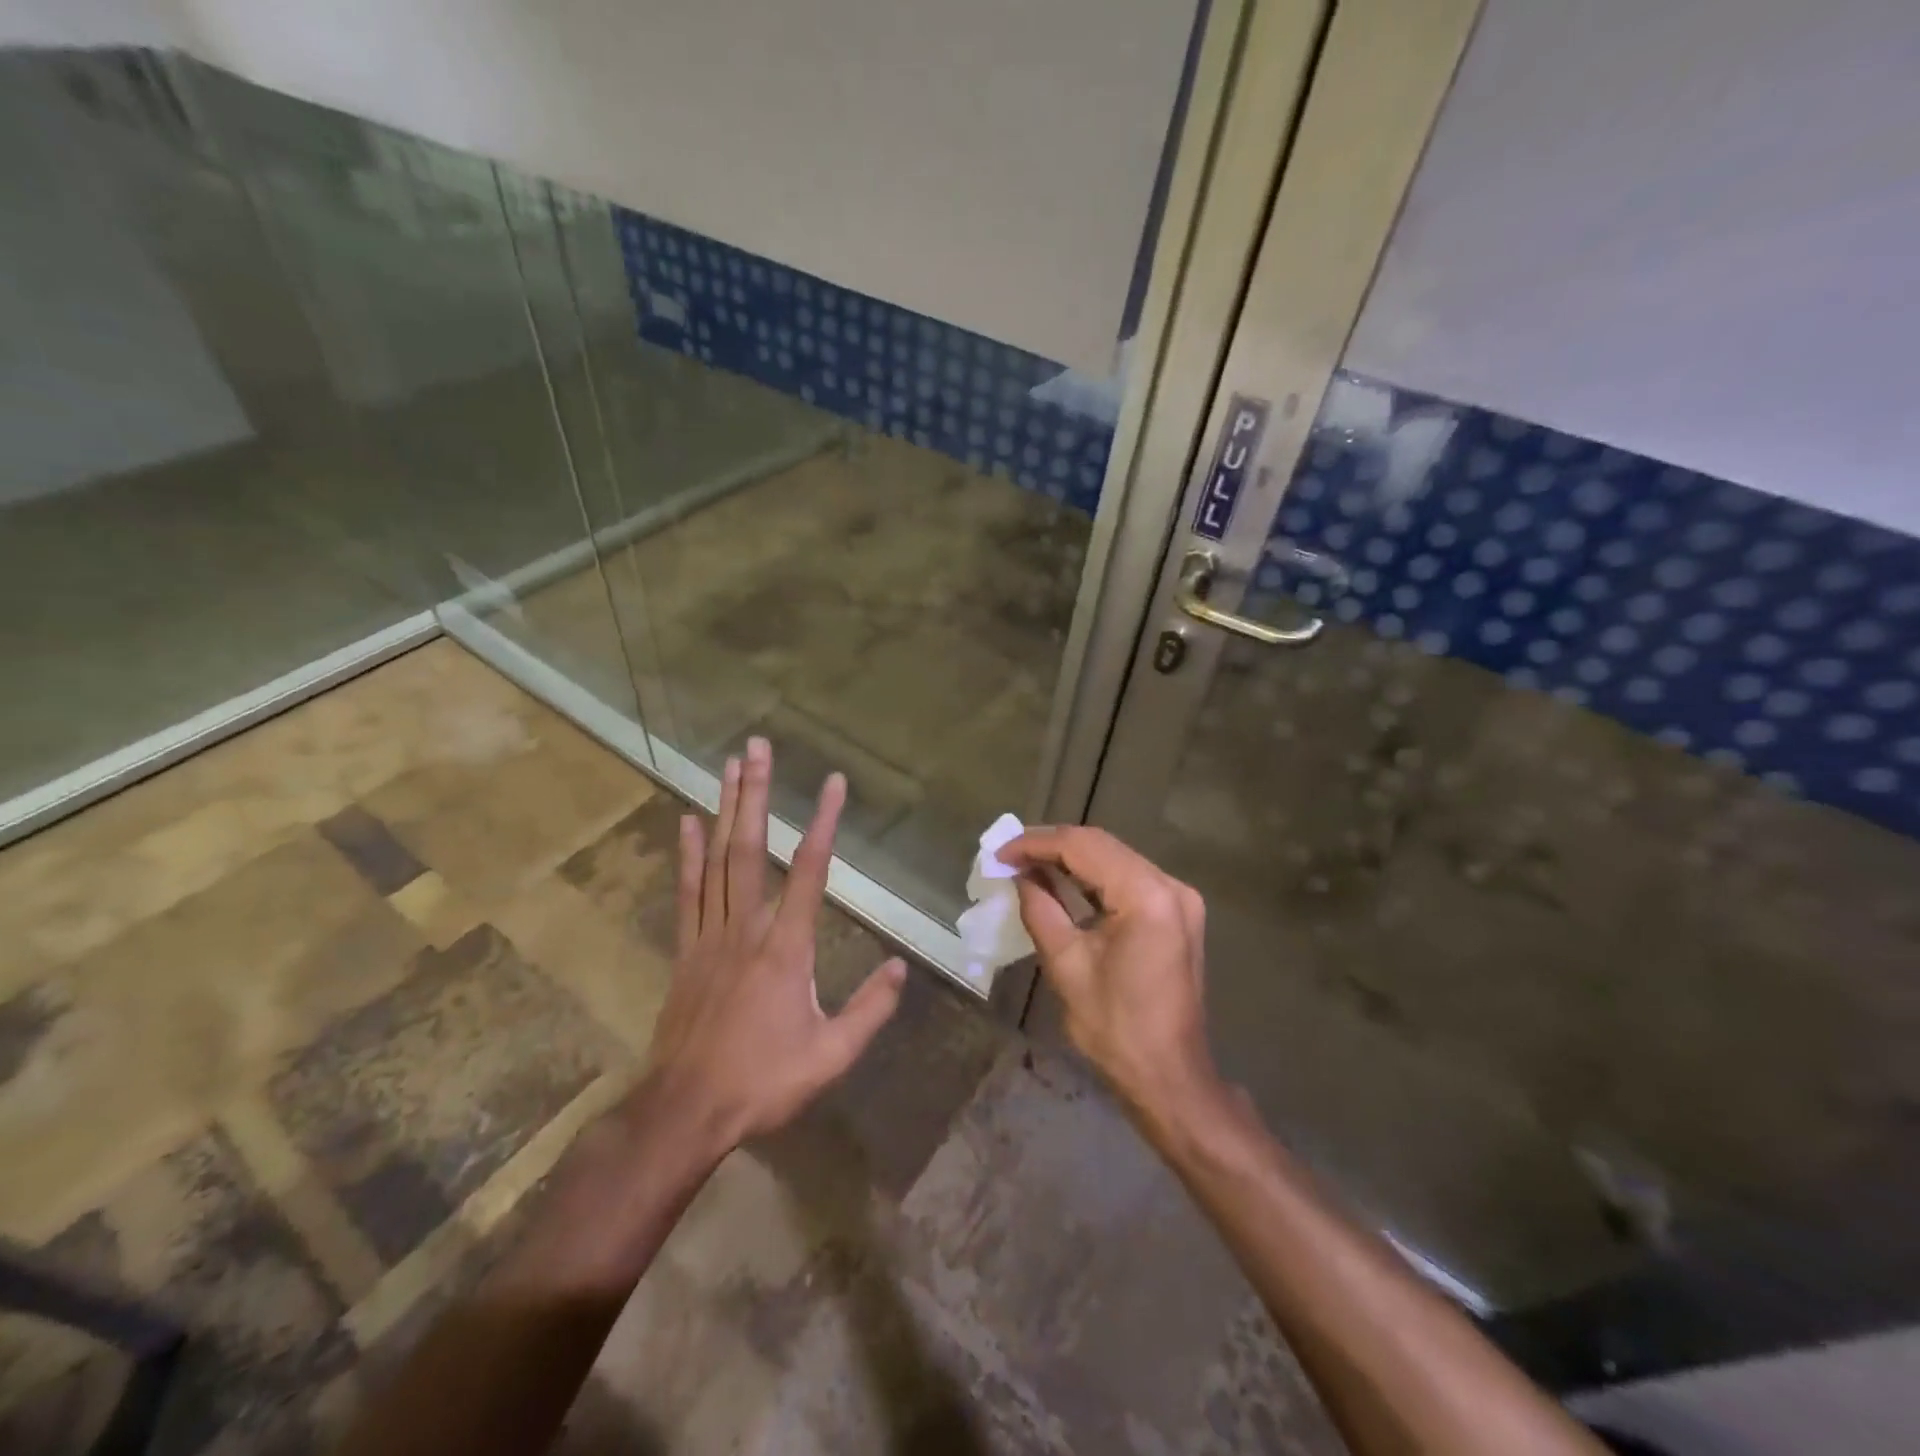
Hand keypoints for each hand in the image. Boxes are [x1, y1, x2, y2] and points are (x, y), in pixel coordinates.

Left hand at [638, 737, 905, 1157]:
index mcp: (786, 948)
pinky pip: (688, 892)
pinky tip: (687, 822)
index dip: (823, 822)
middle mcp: (746, 928)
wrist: (685, 1111)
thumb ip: (870, 1009)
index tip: (832, 784)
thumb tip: (901, 968)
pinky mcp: (686, 950)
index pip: (809, 871)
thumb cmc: (763, 1082)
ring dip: (724, 809)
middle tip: (756, 746)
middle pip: (750, 848)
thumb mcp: (831, 1055)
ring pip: (717, 860)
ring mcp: (710, 936)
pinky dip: (687, 854)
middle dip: (755, 793)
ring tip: (729, 765)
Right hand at [1000, 827, 1217, 1120]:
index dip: (1037, 844)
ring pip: (1116, 857)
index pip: (1084, 847)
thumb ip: (1040, 909)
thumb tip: (1019, 875)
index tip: (1000, 853)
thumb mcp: (1066, 965)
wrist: (1170, 1077)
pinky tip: (1062, 880)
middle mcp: (1170, 886)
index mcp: (1146, 896)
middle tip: (1009, 855)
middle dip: (1052, 845)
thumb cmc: (1115, 1028)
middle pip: (1102, 845)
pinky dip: (1093, 876)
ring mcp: (1179, 898)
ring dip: (1071, 857)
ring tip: (1027, 863)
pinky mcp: (1177, 912)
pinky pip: (1129, 878)